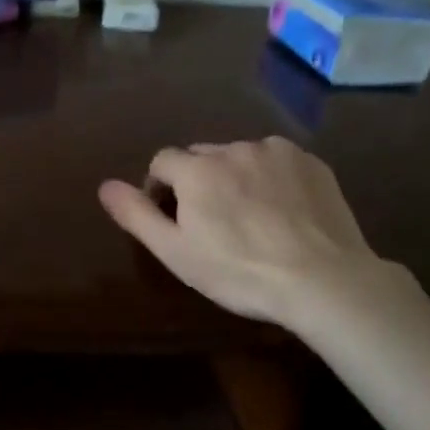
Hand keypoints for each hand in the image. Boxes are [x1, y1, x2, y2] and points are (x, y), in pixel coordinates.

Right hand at [98, 137, 403, 334]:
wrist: (324, 280)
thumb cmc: (240, 271)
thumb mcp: (176, 252)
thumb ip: (137, 214)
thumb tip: (104, 185)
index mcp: (197, 169)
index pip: (162, 162)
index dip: (160, 188)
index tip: (172, 219)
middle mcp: (233, 148)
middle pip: (201, 156)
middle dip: (198, 181)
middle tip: (213, 222)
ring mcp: (276, 152)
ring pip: (240, 157)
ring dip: (236, 177)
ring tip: (252, 218)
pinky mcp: (311, 162)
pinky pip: (277, 162)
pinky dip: (272, 178)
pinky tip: (284, 211)